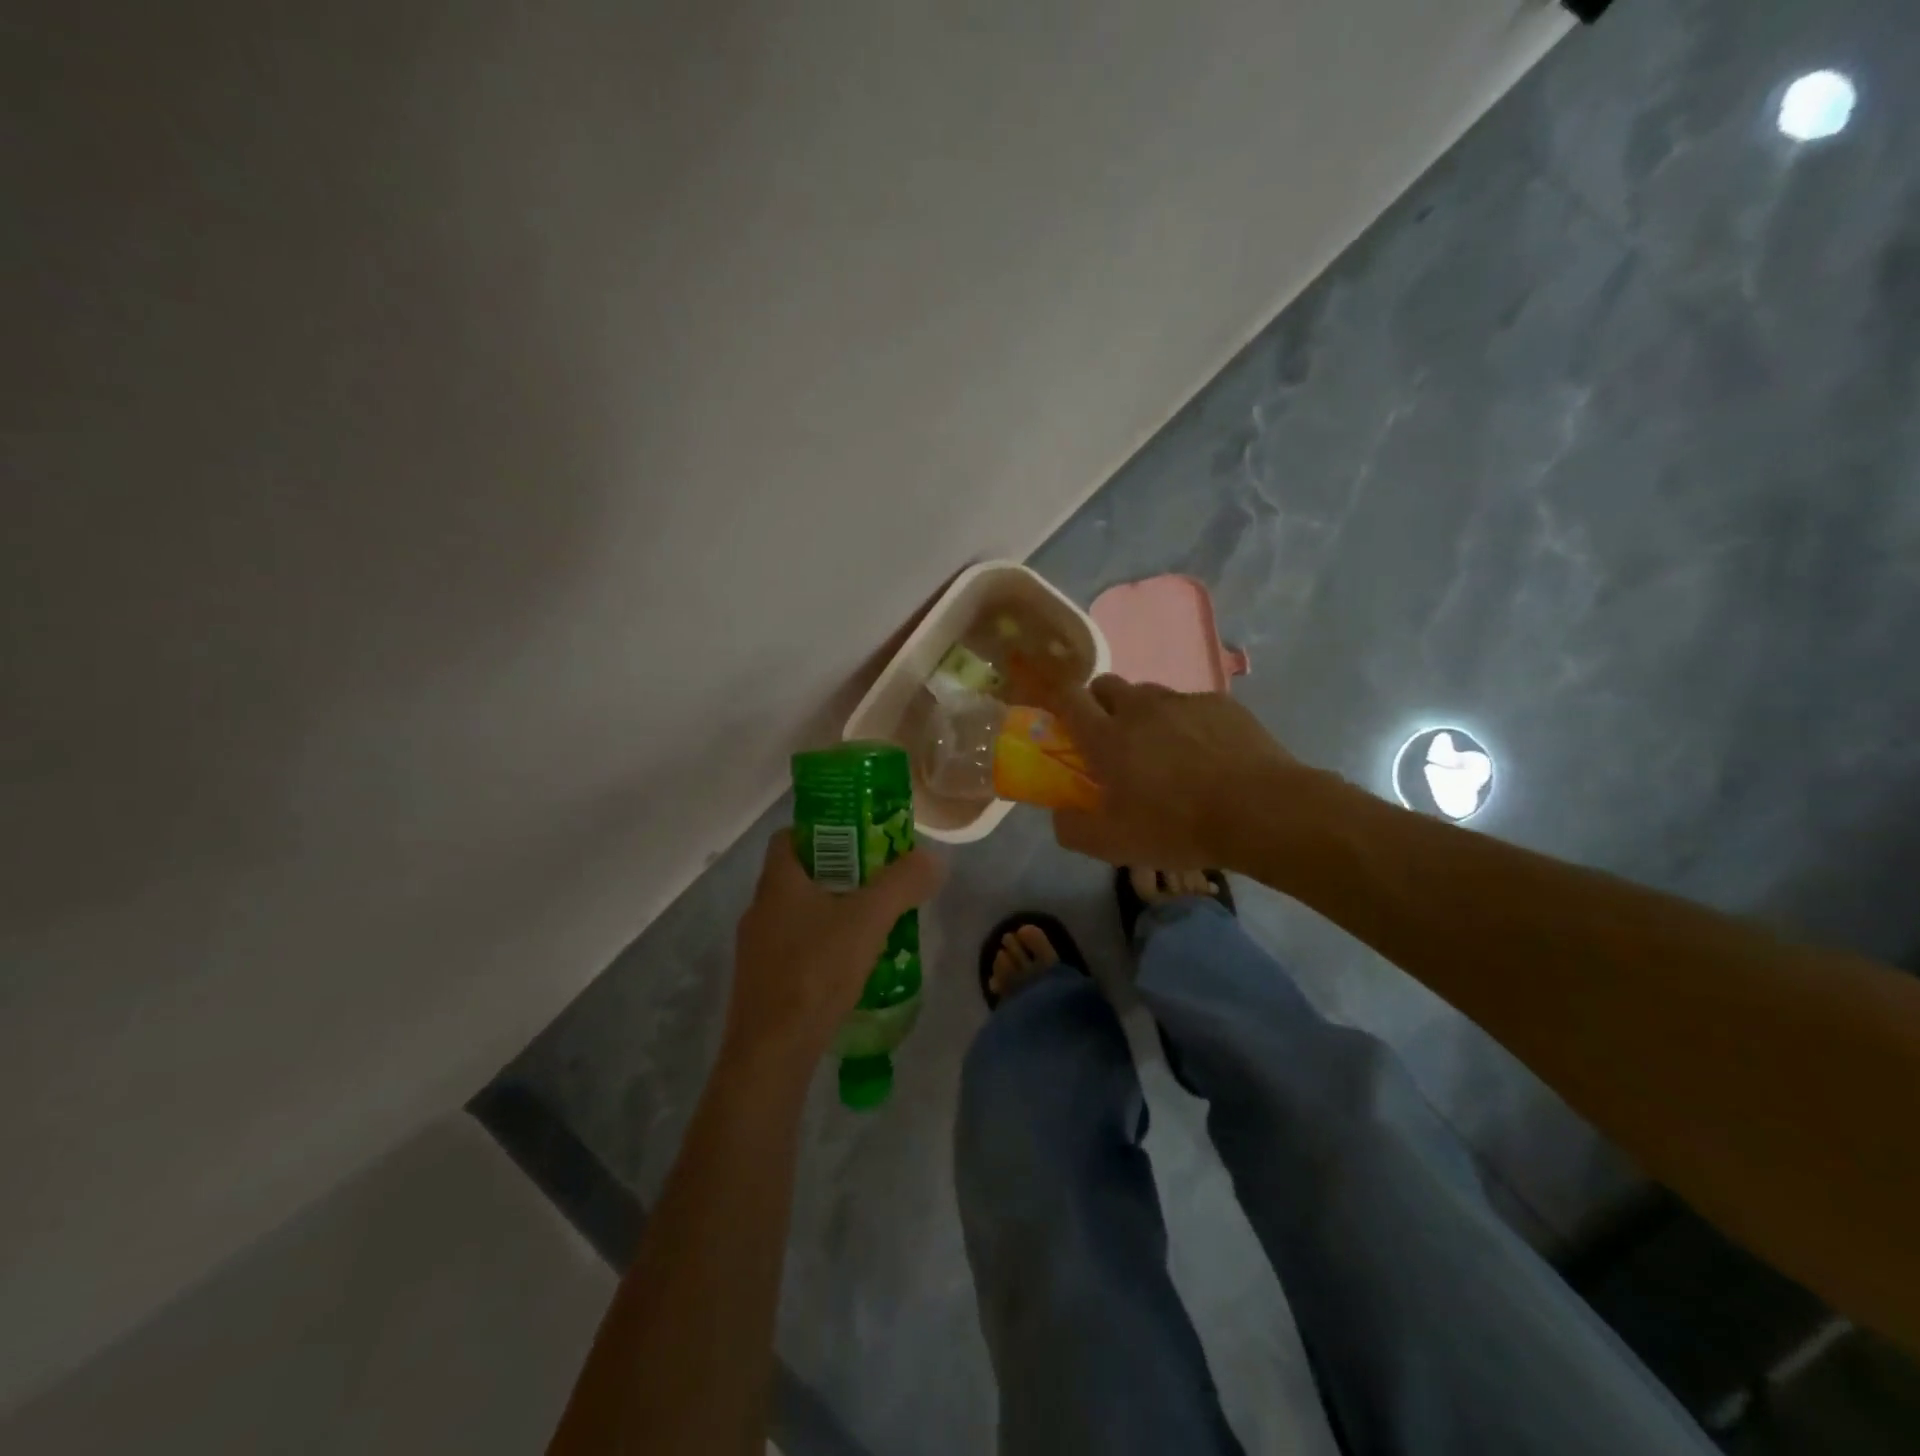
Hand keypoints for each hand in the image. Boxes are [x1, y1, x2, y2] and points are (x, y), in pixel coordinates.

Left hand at [723, 832, 942, 1080]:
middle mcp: (759, 909)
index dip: (823, 831)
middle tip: (877, 883)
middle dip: (838, 874)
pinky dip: (821, 947)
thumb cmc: (816, 971)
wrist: (771, 1053)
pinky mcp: (761, 983)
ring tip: (870, 925)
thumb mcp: (868, 920)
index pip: (790, 836)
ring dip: (831, 913)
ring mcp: (755, 949)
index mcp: (777, 883)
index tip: (859, 840)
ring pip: (797, 915)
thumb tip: (933, 858)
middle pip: (798, 876)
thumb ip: (902, 884)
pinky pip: (794, 949)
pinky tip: (849, 966)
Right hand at [1030, 674, 1299, 868]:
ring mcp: (1182, 702)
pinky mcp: (1220, 704)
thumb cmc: (1178, 827)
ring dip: (1143, 713)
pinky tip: (1205, 753)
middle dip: (1100, 704)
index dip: (1059, 702)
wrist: (1261, 811)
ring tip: (1162, 748)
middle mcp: (1140, 708)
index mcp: (1107, 736)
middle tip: (1111, 738)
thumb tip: (1059, 814)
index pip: (1068, 699)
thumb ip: (1072, 829)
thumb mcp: (1113, 845)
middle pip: (1106, 685)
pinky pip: (1190, 704)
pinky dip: (1186, 722)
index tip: (1061, 719)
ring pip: (1149, 693)